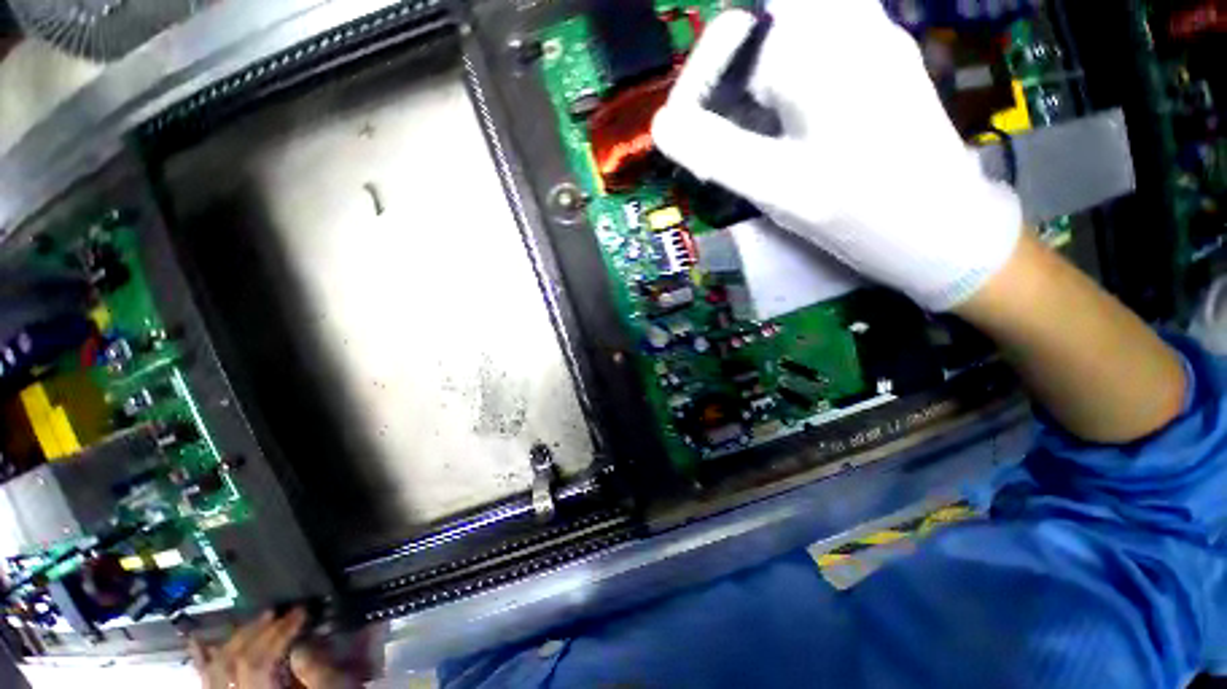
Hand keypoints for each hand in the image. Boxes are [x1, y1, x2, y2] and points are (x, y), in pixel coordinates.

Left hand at [190, 609, 309, 688]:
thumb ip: (315, 674)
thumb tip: (301, 644)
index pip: (257, 663)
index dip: (278, 634)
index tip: (300, 612)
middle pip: (232, 664)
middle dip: (258, 632)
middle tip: (281, 612)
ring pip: (215, 670)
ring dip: (236, 640)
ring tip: (259, 621)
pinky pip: (207, 681)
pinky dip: (204, 660)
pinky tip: (201, 641)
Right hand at [652, 0, 1021, 310]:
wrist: (941, 232)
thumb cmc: (861, 212)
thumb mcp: (778, 185)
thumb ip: (716, 150)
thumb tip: (662, 124)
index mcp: (826, 45)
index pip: (738, 28)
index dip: (706, 74)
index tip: (695, 128)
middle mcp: (853, 26)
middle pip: (763, 29)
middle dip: (731, 85)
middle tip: (727, 142)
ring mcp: (871, 43)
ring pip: (786, 43)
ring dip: (755, 90)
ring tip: (756, 143)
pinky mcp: (878, 67)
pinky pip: (814, 56)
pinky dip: (783, 92)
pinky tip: (787, 134)